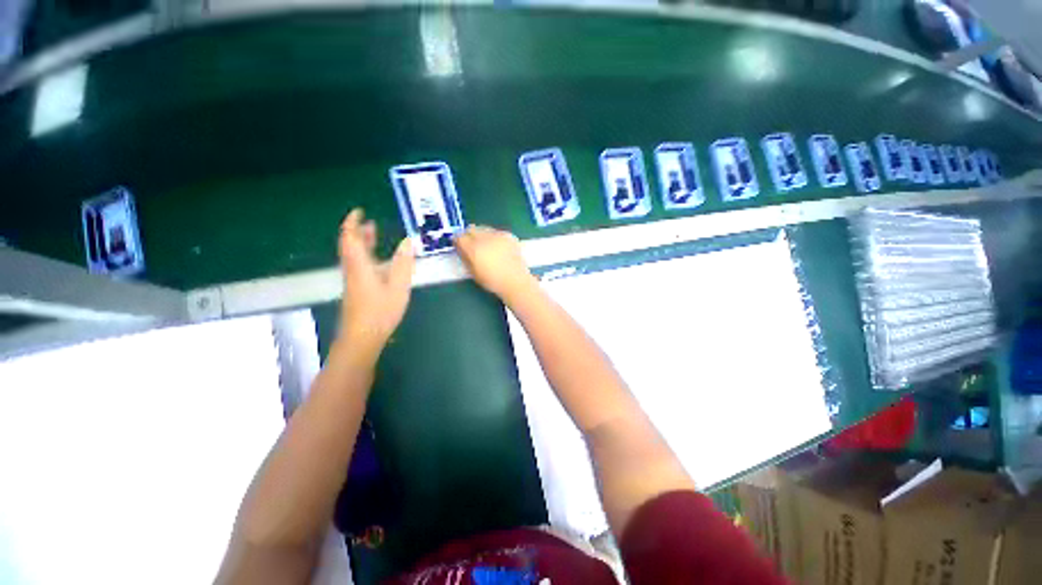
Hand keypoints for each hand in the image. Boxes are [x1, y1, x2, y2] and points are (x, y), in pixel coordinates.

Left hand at [337, 209, 414, 357]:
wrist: (362, 337)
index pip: (350, 237)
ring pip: (353, 256)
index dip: (352, 223)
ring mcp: (353, 281)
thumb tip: (408, 241)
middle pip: (349, 245)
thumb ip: (403, 263)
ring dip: (362, 244)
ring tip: (376, 237)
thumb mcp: (398, 286)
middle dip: (359, 232)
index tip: (360, 211)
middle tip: (372, 223)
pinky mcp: (356, 290)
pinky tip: (379, 262)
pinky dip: (366, 256)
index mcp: (359, 265)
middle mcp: (352, 270)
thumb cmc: (380, 311)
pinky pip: (358, 265)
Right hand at [453, 226, 537, 305]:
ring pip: (484, 228)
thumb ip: (465, 257)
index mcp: (474, 248)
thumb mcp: (473, 272)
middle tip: (472, 245)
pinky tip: (498, 247)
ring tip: (486, 246)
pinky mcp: (508, 235)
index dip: (458, 241)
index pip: (459, 237)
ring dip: (481, 235)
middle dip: (469, 235)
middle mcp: (485, 238)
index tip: (459, 246)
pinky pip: (496, 232)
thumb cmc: (493, 281)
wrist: (515, 281)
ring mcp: (498, 235)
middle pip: (471, 229)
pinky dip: (494, 237)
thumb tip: (461, 248)